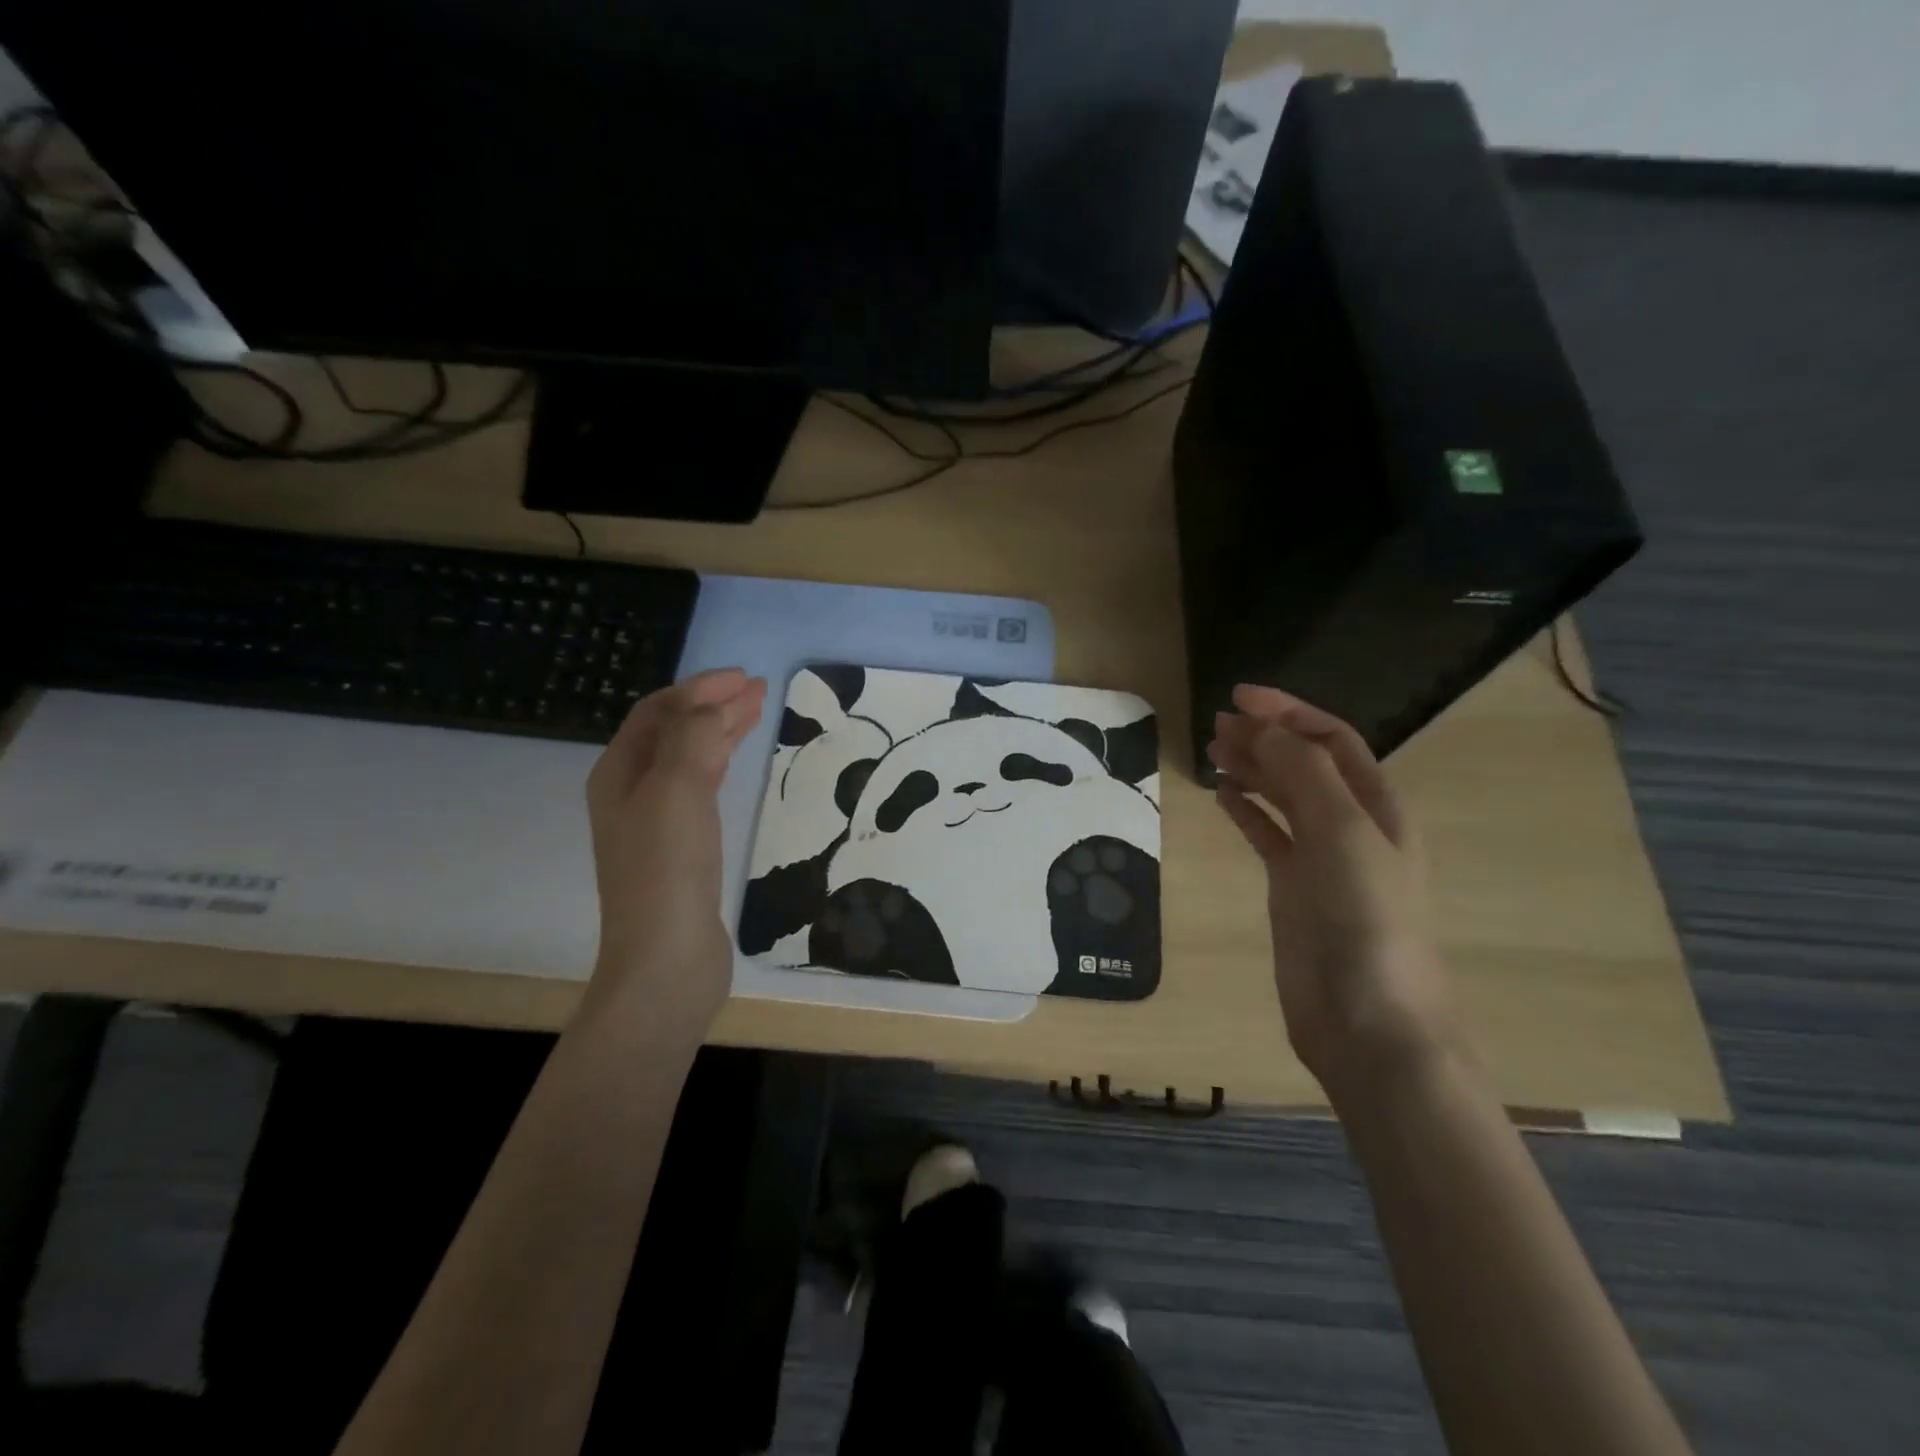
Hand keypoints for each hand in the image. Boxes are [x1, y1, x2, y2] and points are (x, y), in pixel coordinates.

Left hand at [584, 668, 766, 1038]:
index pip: (659, 712)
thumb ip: (693, 737)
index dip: (700, 689)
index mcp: (619, 772)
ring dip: (719, 732)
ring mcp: (654, 822)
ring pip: (688, 758)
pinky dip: (720, 764)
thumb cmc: (667, 869)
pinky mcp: (680, 849)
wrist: (666, 958)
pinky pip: (699, 788)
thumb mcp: (677, 789)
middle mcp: (630, 792)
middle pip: (673, 732)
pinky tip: (735, 763)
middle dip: (713, 706)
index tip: (746, 678)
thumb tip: (712, 708)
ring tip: (756, 714)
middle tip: (758, 691)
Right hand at [1208, 685, 1466, 1099]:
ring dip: (1251, 768)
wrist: (1367, 1019)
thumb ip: (1305, 774)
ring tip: (1212, 749)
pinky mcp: (1292, 888)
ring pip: (1282, 797)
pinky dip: (1245, 811)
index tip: (1239, 697)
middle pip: (1303, 764)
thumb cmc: (1366, 920)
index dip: (1289, 712)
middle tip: (1215, 723)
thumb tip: (1266, 730)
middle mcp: (1349, 825)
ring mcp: (1320, 858)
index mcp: (1375, 806)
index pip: (1331, 740)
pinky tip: (1222, 795)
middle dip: (1264, 737)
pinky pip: (1266, 835)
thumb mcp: (1343, 834)